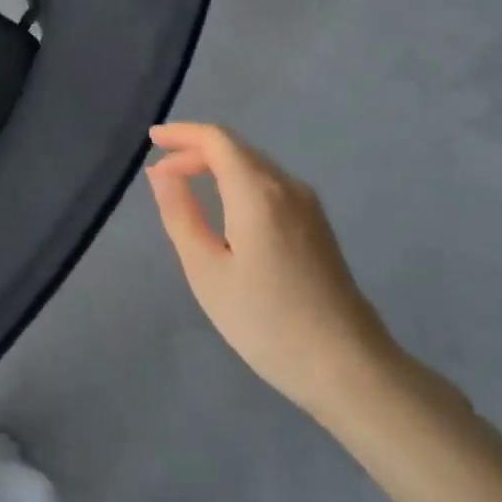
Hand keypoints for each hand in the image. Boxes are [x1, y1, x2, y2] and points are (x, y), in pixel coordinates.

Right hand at [148, 123, 398, 420]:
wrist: (349, 367)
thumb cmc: (266, 322)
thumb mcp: (207, 271)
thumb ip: (180, 214)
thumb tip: (161, 173)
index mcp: (257, 191)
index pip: (216, 139)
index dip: (181, 133)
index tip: (152, 140)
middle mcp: (286, 186)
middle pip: (236, 148)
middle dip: (194, 151)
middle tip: (161, 173)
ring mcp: (308, 204)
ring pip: (254, 166)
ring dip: (217, 166)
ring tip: (185, 186)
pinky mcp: (317, 224)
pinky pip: (270, 184)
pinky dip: (238, 182)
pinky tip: (224, 208)